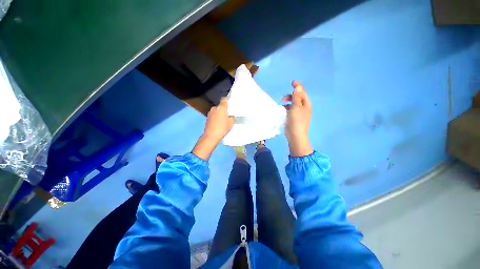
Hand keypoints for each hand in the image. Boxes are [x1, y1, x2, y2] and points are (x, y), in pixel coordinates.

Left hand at [192, 97, 234, 160]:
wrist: (211, 136)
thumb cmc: (222, 128)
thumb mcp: (231, 123)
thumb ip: (232, 117)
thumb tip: (231, 116)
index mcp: (221, 107)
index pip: (224, 99)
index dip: (227, 99)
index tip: (230, 102)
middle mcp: (215, 108)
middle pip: (220, 105)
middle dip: (224, 108)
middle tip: (228, 113)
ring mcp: (210, 112)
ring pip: (217, 110)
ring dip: (220, 112)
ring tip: (223, 119)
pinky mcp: (207, 117)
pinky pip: (214, 114)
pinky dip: (216, 116)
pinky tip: (218, 122)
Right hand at [282, 81, 312, 156]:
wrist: (295, 135)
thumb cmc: (296, 120)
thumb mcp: (296, 107)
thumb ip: (296, 97)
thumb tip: (298, 87)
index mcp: (306, 104)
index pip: (302, 93)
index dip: (298, 87)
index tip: (292, 82)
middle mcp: (304, 108)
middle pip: (298, 98)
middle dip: (291, 96)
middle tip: (283, 98)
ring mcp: (299, 114)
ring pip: (294, 104)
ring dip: (288, 103)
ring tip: (281, 105)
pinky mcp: (295, 118)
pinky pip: (291, 110)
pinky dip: (287, 108)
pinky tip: (282, 111)